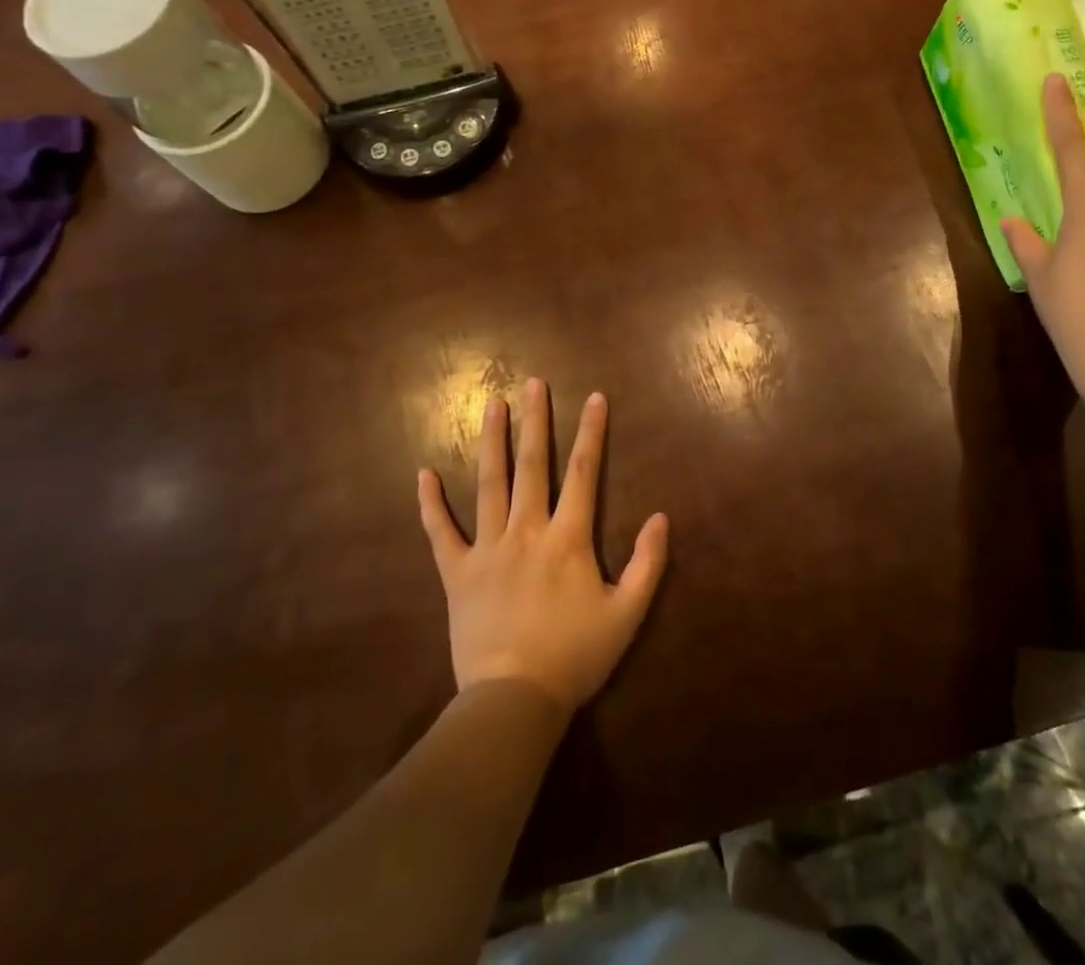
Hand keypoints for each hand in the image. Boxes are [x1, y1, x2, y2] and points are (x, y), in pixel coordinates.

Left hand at [417, 377, 669, 714]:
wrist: (514, 701)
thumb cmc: (575, 656)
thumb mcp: (627, 615)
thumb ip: (647, 564)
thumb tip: (661, 517)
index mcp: (568, 538)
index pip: (584, 472)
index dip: (591, 432)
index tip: (595, 397)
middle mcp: (527, 530)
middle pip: (533, 465)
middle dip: (536, 420)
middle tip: (534, 382)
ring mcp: (488, 548)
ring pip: (489, 484)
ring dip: (492, 442)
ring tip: (493, 404)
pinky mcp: (458, 573)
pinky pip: (441, 533)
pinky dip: (430, 504)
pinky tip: (422, 474)